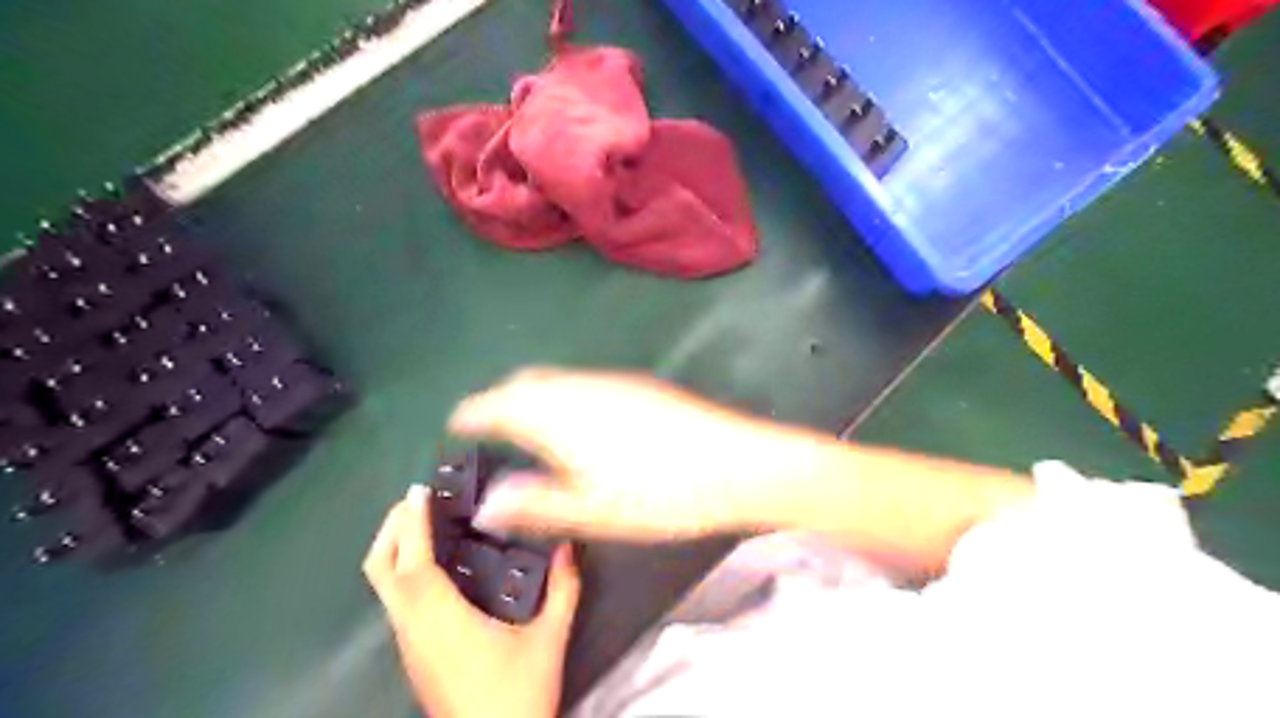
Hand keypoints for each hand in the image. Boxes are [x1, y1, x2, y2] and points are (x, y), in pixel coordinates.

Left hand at [358, 485, 580, 715]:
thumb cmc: (516, 696)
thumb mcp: (548, 640)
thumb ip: (563, 591)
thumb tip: (569, 548)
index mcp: (442, 621)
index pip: (413, 563)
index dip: (412, 524)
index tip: (419, 491)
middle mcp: (414, 628)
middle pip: (380, 570)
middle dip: (391, 529)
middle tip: (417, 500)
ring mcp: (409, 644)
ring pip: (384, 587)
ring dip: (396, 548)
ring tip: (426, 523)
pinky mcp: (414, 655)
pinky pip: (397, 601)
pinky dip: (405, 570)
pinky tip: (437, 566)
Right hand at [446, 367, 820, 540]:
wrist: (734, 463)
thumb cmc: (660, 493)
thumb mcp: (592, 509)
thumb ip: (535, 503)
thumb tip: (486, 504)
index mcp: (559, 414)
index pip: (500, 403)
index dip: (474, 412)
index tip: (457, 423)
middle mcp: (580, 387)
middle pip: (525, 383)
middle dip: (501, 400)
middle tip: (490, 428)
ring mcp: (612, 382)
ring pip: (555, 380)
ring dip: (532, 395)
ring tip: (527, 426)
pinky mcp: (637, 385)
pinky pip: (581, 382)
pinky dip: (560, 394)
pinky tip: (575, 422)